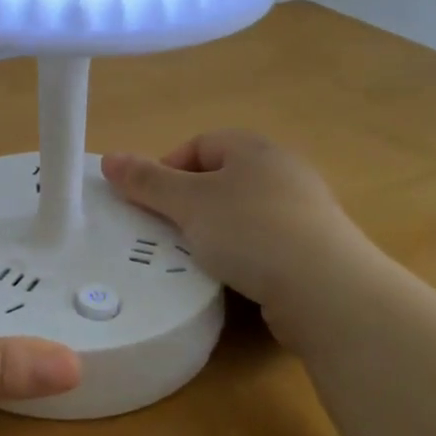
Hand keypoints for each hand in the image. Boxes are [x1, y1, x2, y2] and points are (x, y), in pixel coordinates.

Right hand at [101, 131, 366, 312]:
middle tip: (166, 231)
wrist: (327, 291)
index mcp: (253, 148)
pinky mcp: (314, 249)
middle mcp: (282, 170)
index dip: (167, 168)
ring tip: (195, 257)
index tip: (150, 203)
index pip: (199, 144)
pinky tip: (232, 277)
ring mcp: (303, 211)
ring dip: (214, 231)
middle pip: (220, 178)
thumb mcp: (188, 203)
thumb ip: (147, 181)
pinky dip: (242, 255)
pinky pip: (264, 243)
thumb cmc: (250, 230)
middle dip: (188, 203)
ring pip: (241, 213)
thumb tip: (108, 159)